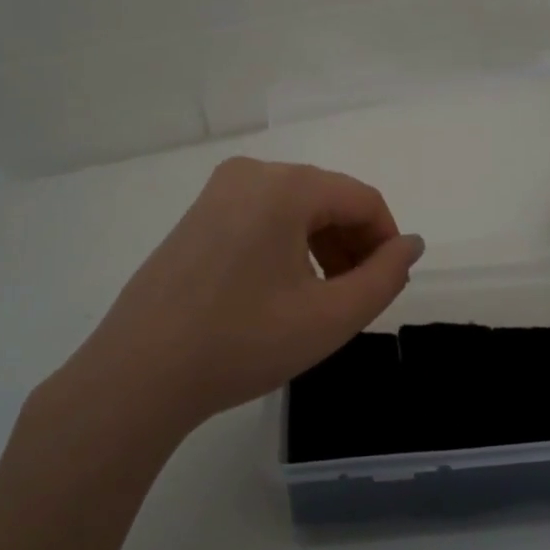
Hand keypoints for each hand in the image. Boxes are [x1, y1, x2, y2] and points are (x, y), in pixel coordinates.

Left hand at [58, 157, 424, 439]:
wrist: (138, 375)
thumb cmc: (243, 343)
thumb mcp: (331, 317)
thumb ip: (385, 276)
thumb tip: (410, 244)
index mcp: (285, 187)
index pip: (362, 199)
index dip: (387, 241)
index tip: (388, 285)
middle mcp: (251, 174)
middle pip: (328, 199)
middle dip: (354, 245)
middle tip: (356, 298)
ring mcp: (217, 193)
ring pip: (296, 209)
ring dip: (324, 247)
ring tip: (322, 300)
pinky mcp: (197, 217)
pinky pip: (263, 218)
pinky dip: (288, 246)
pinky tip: (282, 292)